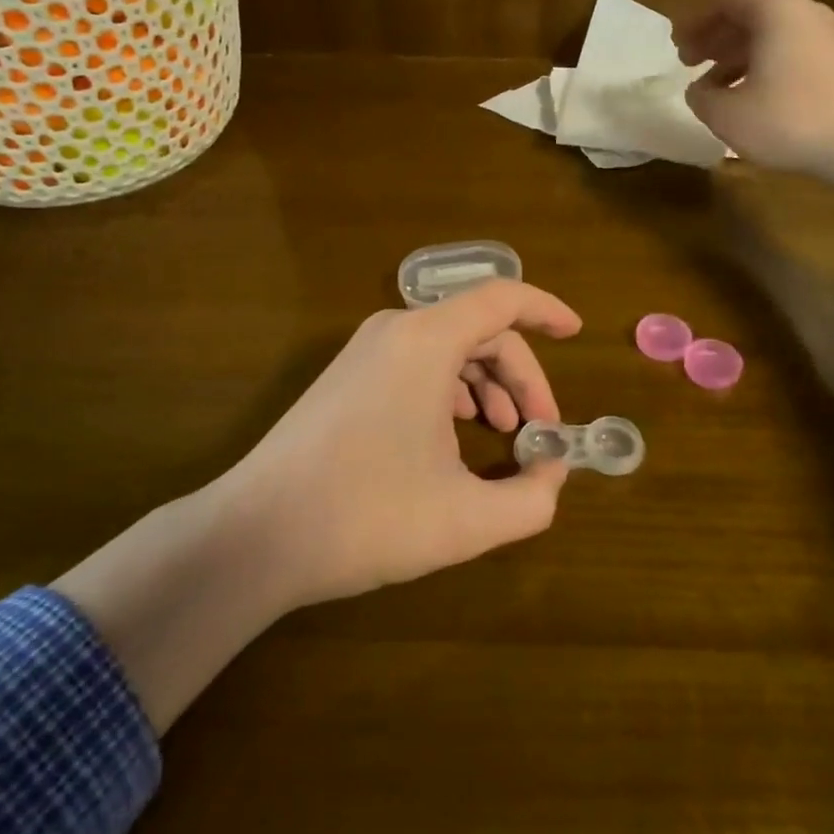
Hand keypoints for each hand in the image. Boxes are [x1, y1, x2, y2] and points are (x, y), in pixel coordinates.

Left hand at [54, 279, 582, 733]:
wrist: (255, 535)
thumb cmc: (367, 516)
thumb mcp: (466, 519)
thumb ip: (532, 498)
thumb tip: (552, 472)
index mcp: (426, 341)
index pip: (502, 298)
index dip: (547, 310)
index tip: (577, 334)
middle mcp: (395, 330)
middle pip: (480, 330)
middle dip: (521, 376)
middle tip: (539, 431)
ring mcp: (365, 351)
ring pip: (448, 348)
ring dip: (487, 385)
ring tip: (502, 436)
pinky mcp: (347, 376)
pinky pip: (417, 363)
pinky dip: (451, 391)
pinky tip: (455, 438)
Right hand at [674, 0, 833, 175]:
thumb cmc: (789, 120)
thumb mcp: (726, 114)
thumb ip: (701, 97)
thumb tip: (698, 90)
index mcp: (773, 10)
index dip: (694, 20)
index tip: (676, 45)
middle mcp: (802, 12)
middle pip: (747, 14)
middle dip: (713, 38)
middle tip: (688, 63)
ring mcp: (825, 36)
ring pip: (768, 36)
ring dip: (734, 57)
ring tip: (713, 88)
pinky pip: (788, 53)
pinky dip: (760, 67)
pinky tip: (748, 99)